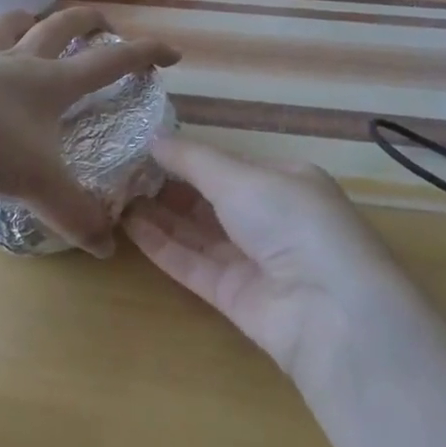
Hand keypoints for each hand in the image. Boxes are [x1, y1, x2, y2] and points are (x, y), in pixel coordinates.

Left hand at [0, 7, 178, 255]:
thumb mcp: (38, 183)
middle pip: (63, 26)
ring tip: (33, 22)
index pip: (111, 61)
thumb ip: (75, 214)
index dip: (146, 54)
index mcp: (52, 82)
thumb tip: (108, 248)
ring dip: (27, 18)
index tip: (171, 52)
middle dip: (90, 21)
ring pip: (7, 24)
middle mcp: (19, 61)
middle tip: (105, 25)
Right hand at [123, 135, 415, 384]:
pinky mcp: (234, 296)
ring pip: (198, 232)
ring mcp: (253, 259)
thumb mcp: (241, 177)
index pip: (230, 165)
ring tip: (116, 196)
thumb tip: (153, 138)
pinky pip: (193, 264)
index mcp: (286, 182)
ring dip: (160, 215)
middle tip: (121, 172)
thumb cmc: (290, 221)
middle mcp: (271, 219)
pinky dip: (163, 246)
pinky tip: (130, 227)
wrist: (328, 308)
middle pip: (212, 199)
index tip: (144, 147)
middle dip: (170, 186)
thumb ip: (193, 160)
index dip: (189, 157)